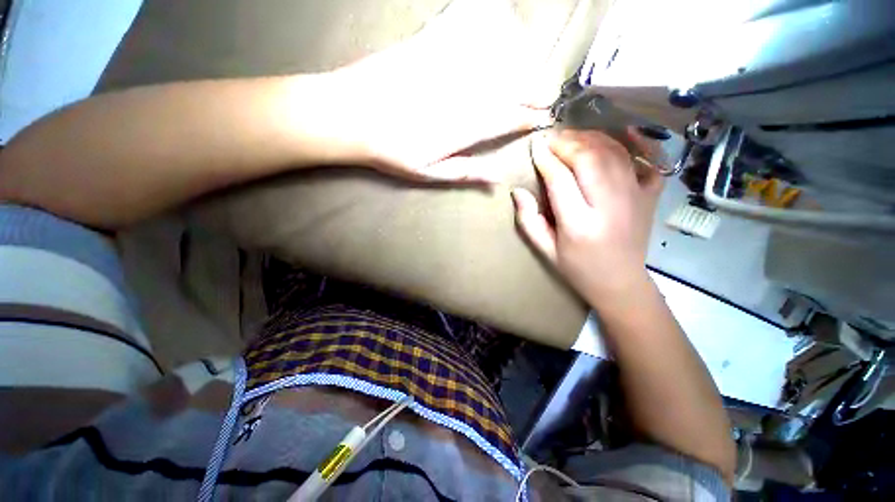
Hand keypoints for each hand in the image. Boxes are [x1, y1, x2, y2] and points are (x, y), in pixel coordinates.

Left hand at [317, 0, 550, 182]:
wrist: (350, 115)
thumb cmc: (391, 150)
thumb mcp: (430, 173)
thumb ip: (466, 172)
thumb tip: (497, 179)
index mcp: (467, 127)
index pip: (513, 118)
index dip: (532, 116)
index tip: (544, 115)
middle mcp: (467, 91)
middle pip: (517, 83)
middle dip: (538, 88)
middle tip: (545, 92)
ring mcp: (451, 61)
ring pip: (504, 49)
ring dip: (522, 56)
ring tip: (527, 65)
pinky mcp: (431, 38)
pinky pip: (470, 17)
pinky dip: (488, 16)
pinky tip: (494, 23)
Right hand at [511, 129, 664, 306]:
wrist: (620, 283)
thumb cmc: (577, 268)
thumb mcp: (545, 250)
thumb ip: (529, 220)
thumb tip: (518, 191)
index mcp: (579, 225)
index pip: (560, 180)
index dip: (546, 159)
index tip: (535, 146)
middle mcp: (609, 207)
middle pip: (590, 159)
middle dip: (568, 142)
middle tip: (553, 138)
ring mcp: (636, 199)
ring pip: (615, 154)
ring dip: (593, 138)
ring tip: (574, 136)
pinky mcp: (650, 196)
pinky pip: (651, 161)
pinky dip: (640, 142)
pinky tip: (626, 132)